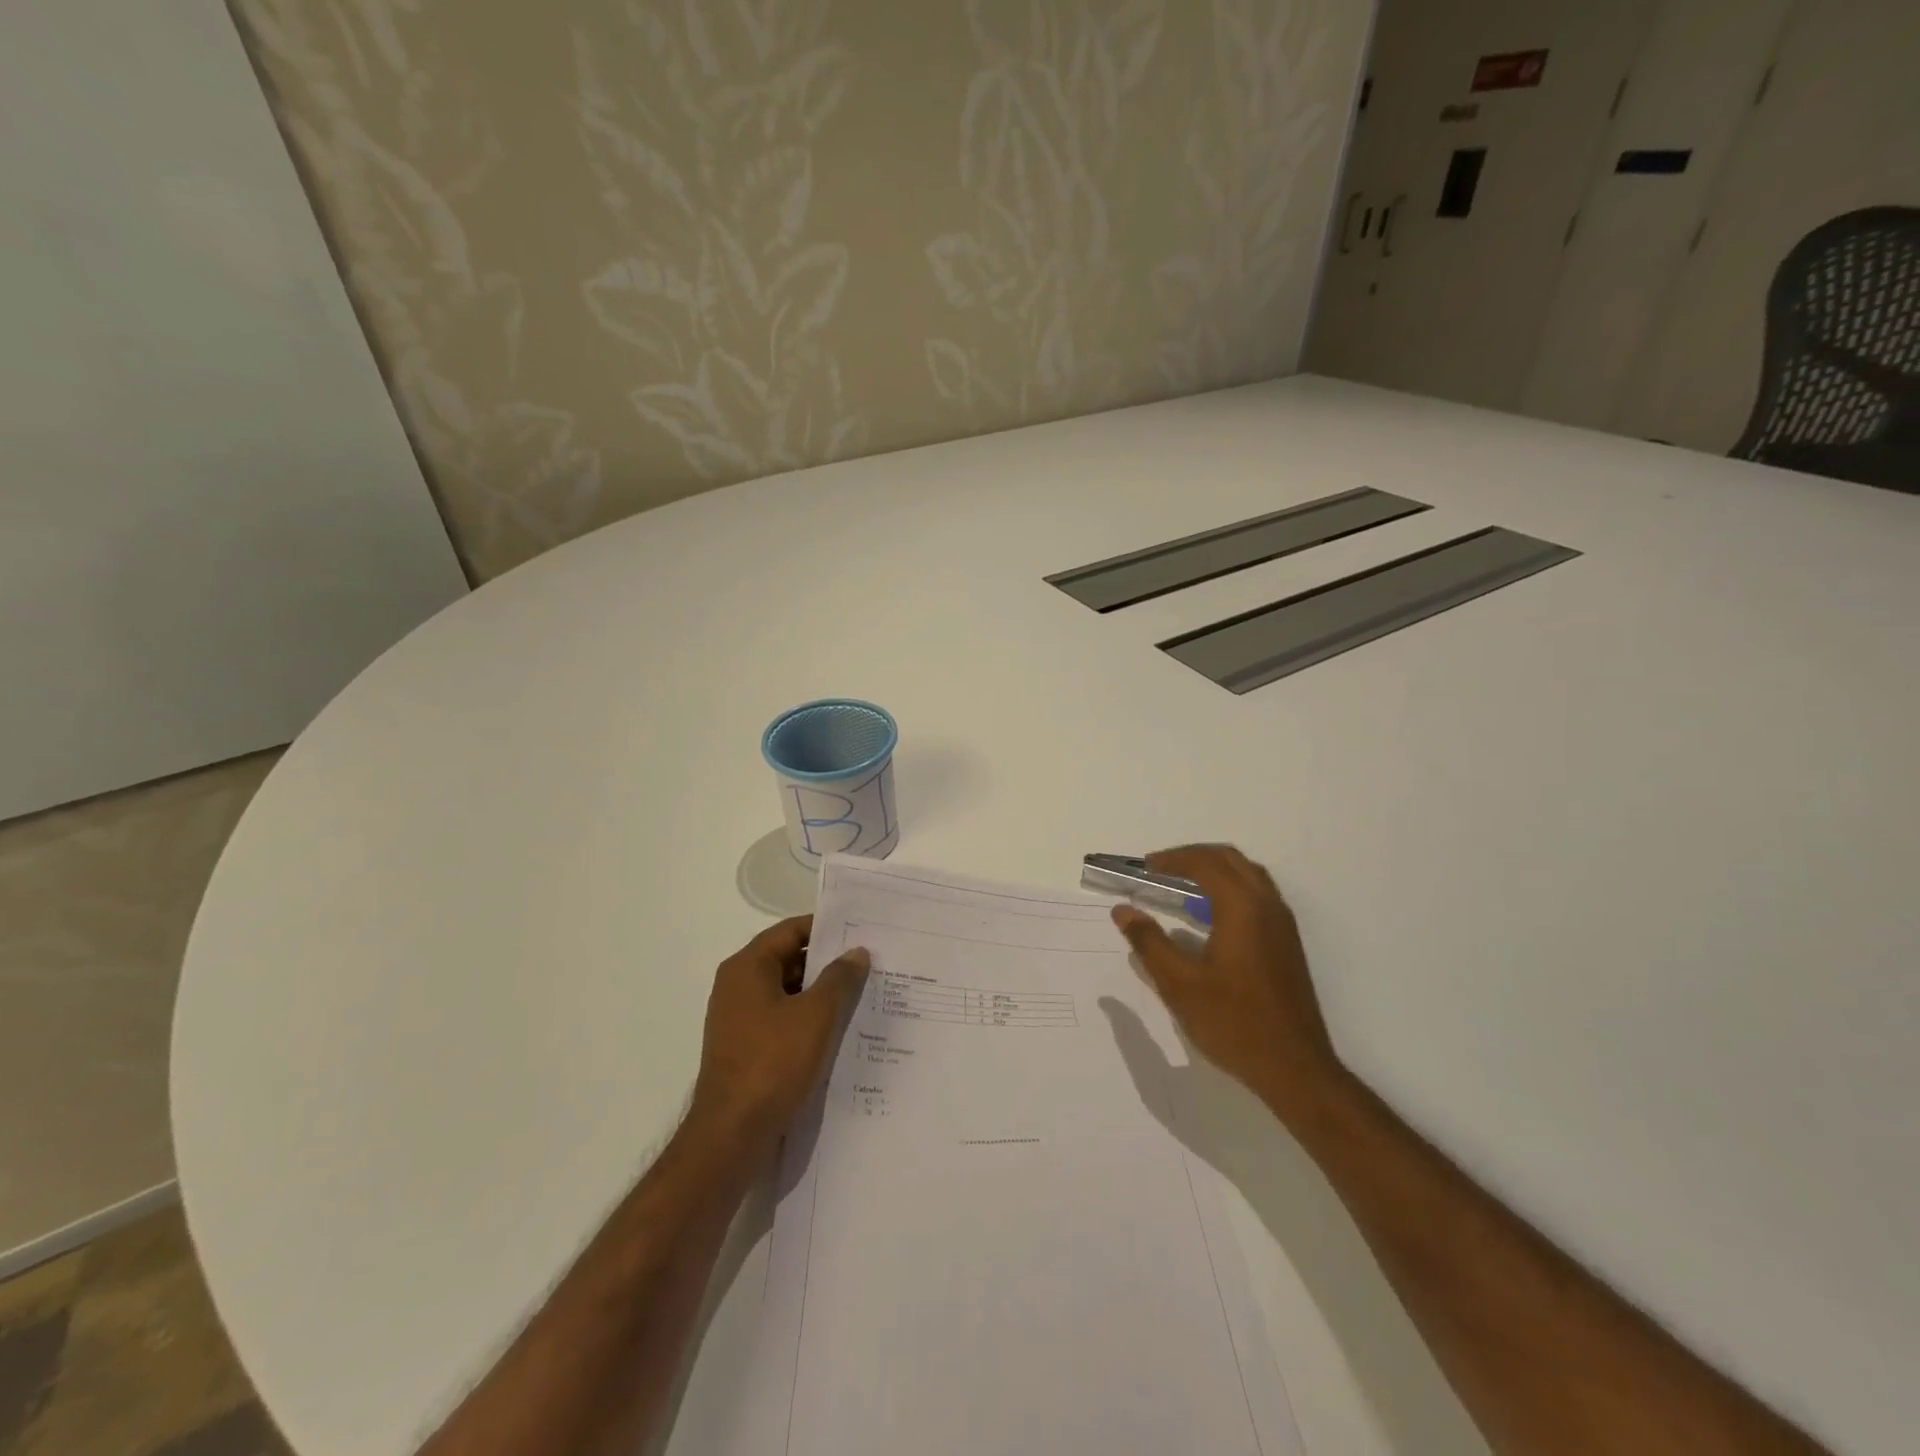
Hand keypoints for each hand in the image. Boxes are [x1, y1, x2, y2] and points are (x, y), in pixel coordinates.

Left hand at [690, 916, 869, 1146]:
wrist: (732, 1134)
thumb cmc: (773, 1063)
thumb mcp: (816, 1015)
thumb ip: (840, 978)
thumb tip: (856, 952)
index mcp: (747, 967)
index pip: (791, 930)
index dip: (826, 928)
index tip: (861, 930)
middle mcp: (738, 986)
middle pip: (788, 958)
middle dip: (828, 962)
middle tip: (868, 962)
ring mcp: (739, 1018)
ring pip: (787, 991)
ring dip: (820, 992)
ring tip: (862, 994)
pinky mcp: (746, 1047)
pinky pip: (782, 1018)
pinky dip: (808, 1018)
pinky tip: (839, 1029)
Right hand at [1111, 844, 1344, 1121]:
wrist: (1294, 1068)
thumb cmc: (1233, 1022)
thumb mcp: (1179, 984)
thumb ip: (1149, 942)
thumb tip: (1123, 911)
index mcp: (1242, 908)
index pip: (1205, 863)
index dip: (1171, 859)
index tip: (1143, 867)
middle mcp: (1267, 906)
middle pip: (1230, 859)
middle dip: (1193, 856)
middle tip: (1160, 869)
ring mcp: (1282, 924)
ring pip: (1248, 875)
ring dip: (1214, 870)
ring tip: (1181, 885)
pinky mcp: (1286, 943)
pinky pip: (1257, 895)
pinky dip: (1230, 888)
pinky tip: (1209, 916)